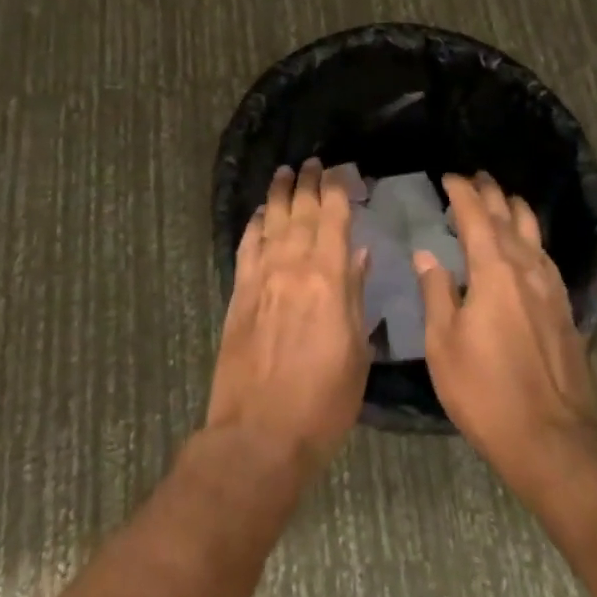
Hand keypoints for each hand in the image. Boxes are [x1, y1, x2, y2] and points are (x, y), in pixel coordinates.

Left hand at [206, 159, 371, 481]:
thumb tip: (359, 254)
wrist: (260, 433)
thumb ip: (356, 295)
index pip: (333, 217)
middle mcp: (293, 265)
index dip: (336, 189)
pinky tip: (259, 214)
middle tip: (312, 163)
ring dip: (279, 194)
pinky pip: (246, 246)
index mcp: (328, 277)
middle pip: (301, 211)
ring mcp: (261, 277)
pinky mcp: (238, 293)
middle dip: (308, 183)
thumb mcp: (357, 351)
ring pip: (271, 221)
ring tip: (285, 172)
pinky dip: (254, 224)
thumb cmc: (323, 400)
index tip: (340, 172)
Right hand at [415, 173, 596, 496]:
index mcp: (494, 272)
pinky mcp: (565, 311)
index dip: (462, 193)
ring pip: (534, 235)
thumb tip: (427, 255)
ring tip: (503, 201)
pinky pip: (546, 258)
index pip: (476, 216)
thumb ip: (436, 293)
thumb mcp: (443, 345)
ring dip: (515, 212)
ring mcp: (551, 290)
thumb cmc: (486, 392)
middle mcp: (526, 270)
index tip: (448, 177)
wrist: (553, 441)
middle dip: (491, 194)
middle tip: (476, 178)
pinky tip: (528, 249)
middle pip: (509, 218)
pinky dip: (532, 240)